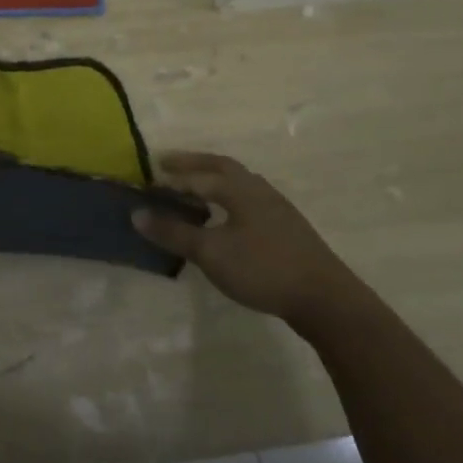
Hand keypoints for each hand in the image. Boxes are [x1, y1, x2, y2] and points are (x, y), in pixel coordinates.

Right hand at [132, 152, 362, 326]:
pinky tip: (226, 215)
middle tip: (167, 163)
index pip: (197, 176)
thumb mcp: (210, 253)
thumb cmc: (263, 269)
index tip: (148, 179)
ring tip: (194, 186)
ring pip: (240, 181)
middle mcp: (259, 189)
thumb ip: (173, 232)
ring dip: (213, 177)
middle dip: (193, 163)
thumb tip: (136, 213)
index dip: (171, 178)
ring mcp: (277, 208)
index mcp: (239, 189)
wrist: (326, 299)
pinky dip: (229, 195)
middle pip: (222, 166)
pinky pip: (249, 198)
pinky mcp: (287, 227)